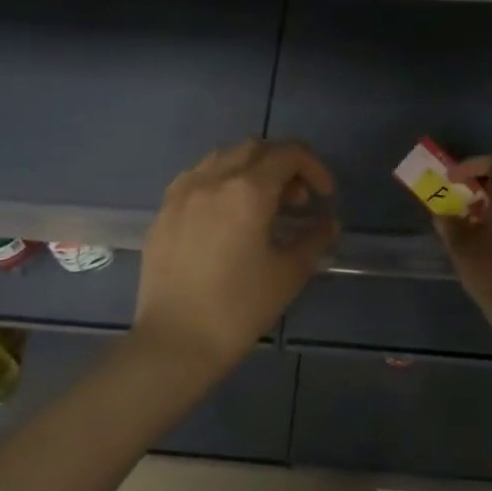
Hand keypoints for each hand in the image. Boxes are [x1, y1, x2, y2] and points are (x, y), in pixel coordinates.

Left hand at [133, 138, 339, 371]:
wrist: (175, 342)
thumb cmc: (239, 308)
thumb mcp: (289, 273)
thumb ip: (314, 238)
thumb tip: (328, 222)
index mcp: (247, 190)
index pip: (288, 154)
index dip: (314, 167)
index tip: (325, 196)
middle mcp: (212, 179)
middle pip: (255, 148)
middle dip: (283, 165)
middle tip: (296, 201)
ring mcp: (181, 194)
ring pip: (222, 158)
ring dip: (250, 170)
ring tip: (262, 206)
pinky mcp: (163, 212)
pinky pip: (197, 179)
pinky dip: (221, 183)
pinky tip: (226, 217)